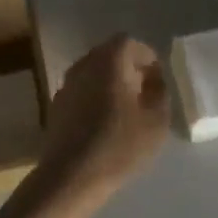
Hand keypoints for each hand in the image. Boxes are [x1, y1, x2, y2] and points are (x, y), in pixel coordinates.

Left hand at [36, 33, 169, 198]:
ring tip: (127, 109)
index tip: (157, 80)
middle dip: (129, 68)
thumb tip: (154, 80)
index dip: (146, 57)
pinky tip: (104, 122)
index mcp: (109, 61)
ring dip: (111, 82)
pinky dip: (96, 96)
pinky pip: (82, 89)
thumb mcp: (156, 121)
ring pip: (94, 72)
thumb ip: (160, 93)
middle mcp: (84, 64)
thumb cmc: (119, 145)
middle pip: (109, 54)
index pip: (129, 42)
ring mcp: (67, 83)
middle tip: (145, 92)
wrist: (71, 175)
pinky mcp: (57, 104)